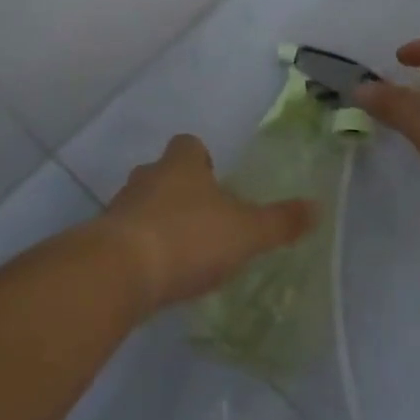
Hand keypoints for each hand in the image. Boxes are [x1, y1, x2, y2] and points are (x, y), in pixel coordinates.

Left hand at [101, 135, 314, 310]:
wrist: (119, 272)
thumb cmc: (189, 238)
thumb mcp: (246, 232)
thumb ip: (280, 222)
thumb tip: (317, 208)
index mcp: (181, 164)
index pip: (188, 144)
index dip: (201, 158)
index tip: (215, 180)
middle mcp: (147, 177)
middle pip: (163, 174)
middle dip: (181, 191)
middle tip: (204, 219)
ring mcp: (119, 208)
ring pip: (143, 205)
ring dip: (159, 221)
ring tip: (182, 251)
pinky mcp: (102, 241)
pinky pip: (126, 237)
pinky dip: (141, 249)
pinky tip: (158, 275)